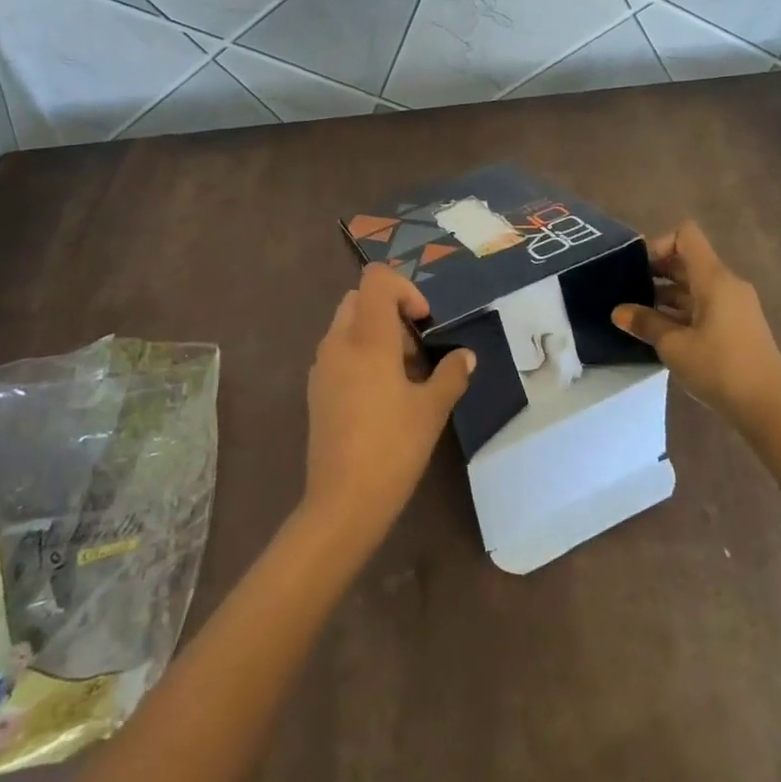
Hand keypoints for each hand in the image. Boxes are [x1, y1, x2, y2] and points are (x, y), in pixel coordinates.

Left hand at [302, 264, 475, 548]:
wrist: (342, 502)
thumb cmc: (393, 448)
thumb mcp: (432, 409)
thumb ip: (451, 374)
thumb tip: (465, 356)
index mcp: (367, 337)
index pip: (377, 279)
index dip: (405, 289)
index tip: (423, 323)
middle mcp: (338, 342)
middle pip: (360, 298)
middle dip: (391, 312)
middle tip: (415, 349)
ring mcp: (322, 366)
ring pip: (347, 325)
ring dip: (376, 334)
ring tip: (402, 376)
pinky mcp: (315, 389)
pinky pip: (338, 352)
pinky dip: (360, 355)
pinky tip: (380, 396)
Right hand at [612, 221, 780, 431]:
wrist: (769, 408)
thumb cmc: (719, 368)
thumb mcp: (674, 346)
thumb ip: (645, 323)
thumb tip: (618, 312)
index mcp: (714, 279)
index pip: (686, 236)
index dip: (658, 244)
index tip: (637, 269)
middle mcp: (727, 284)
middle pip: (688, 260)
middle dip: (657, 271)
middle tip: (628, 292)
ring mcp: (735, 305)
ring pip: (695, 285)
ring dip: (667, 294)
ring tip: (639, 315)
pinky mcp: (737, 325)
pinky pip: (705, 304)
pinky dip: (682, 310)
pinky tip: (662, 332)